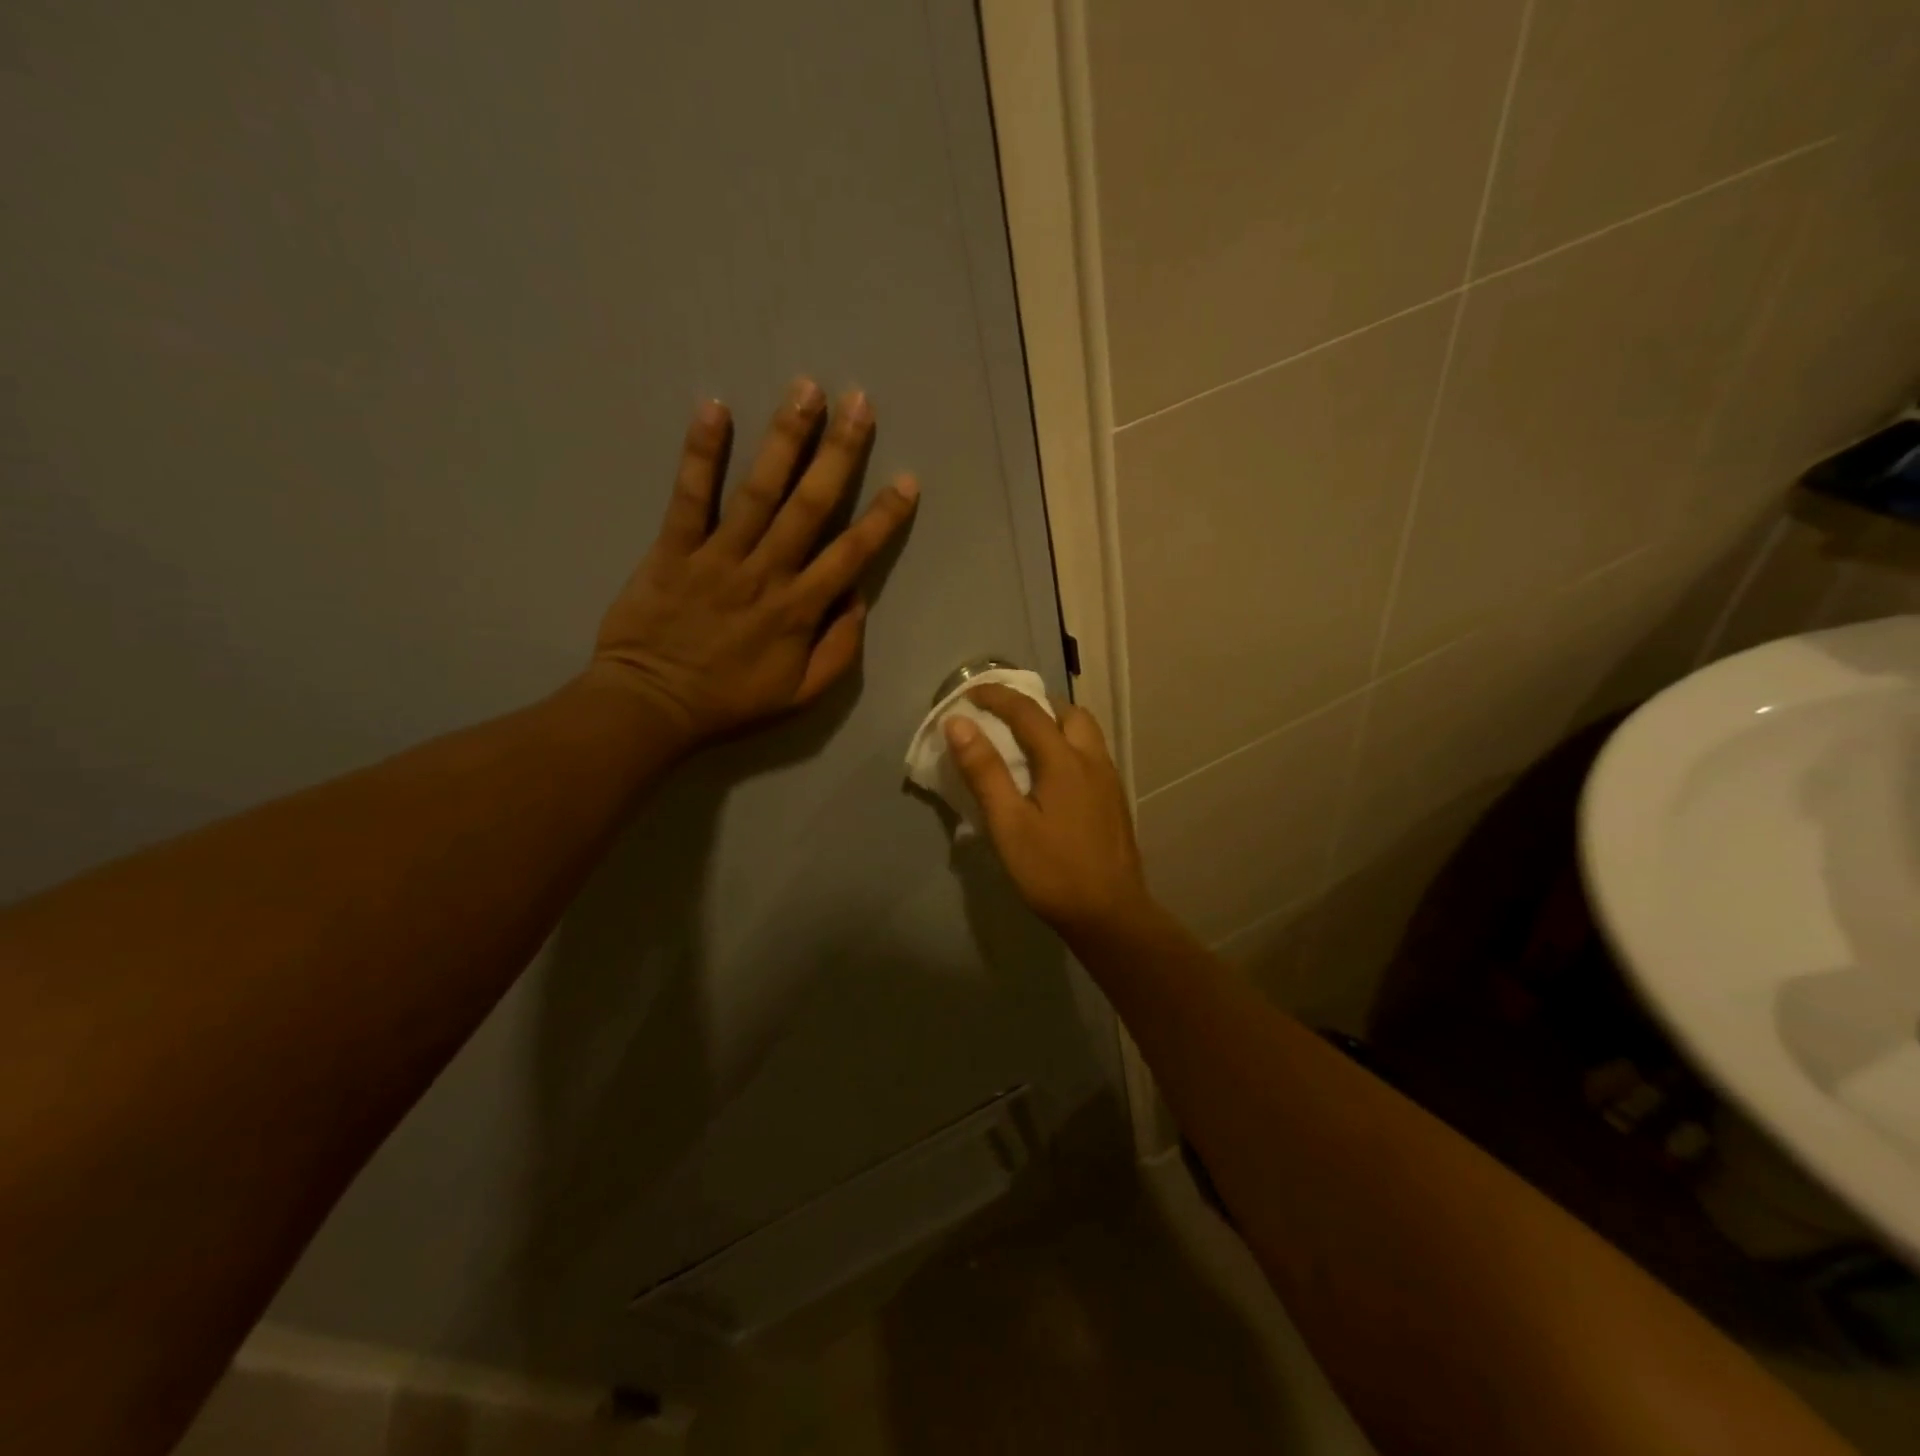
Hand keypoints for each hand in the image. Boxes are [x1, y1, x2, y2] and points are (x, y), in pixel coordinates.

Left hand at [590, 379, 917, 746]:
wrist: (652, 705)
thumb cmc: (731, 701)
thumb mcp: (801, 695)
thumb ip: (839, 650)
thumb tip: (857, 600)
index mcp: (801, 609)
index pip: (852, 554)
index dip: (883, 517)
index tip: (907, 480)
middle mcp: (767, 573)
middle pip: (810, 505)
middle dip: (839, 453)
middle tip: (859, 403)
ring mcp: (718, 557)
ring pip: (758, 491)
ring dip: (784, 438)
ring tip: (806, 390)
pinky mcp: (673, 549)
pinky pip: (689, 497)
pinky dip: (701, 454)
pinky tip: (714, 409)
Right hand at [944, 684, 1158, 940]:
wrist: (1110, 914)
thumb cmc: (1052, 871)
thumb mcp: (1008, 824)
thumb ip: (984, 771)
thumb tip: (959, 724)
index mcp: (1065, 761)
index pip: (1027, 711)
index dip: (996, 696)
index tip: (969, 694)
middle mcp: (1093, 760)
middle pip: (1068, 712)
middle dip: (1034, 704)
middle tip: (1004, 717)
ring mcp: (1109, 781)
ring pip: (1085, 733)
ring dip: (1055, 724)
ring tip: (1026, 742)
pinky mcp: (1115, 801)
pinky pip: (1091, 754)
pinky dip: (1068, 746)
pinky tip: (1052, 777)